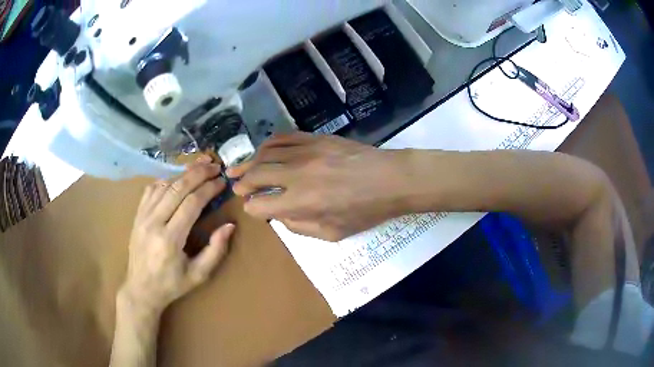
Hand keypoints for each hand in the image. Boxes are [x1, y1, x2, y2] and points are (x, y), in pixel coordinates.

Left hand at [121, 156, 234, 313]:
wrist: (141, 289)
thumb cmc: (171, 285)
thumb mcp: (199, 275)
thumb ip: (215, 250)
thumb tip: (230, 225)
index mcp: (170, 240)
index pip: (191, 204)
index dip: (208, 189)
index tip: (222, 182)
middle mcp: (153, 222)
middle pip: (177, 188)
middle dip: (198, 173)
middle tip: (214, 165)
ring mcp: (142, 216)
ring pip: (164, 185)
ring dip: (183, 173)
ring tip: (200, 165)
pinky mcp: (137, 215)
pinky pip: (151, 189)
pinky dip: (166, 180)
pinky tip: (177, 178)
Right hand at [227, 133, 410, 240]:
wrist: (390, 179)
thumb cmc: (365, 210)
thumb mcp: (333, 233)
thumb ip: (300, 226)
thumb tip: (280, 215)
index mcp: (301, 202)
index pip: (261, 205)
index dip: (252, 209)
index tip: (252, 208)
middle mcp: (297, 175)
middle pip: (257, 175)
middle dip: (242, 183)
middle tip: (236, 187)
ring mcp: (306, 152)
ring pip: (265, 153)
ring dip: (248, 162)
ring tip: (237, 168)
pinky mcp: (315, 138)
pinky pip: (284, 137)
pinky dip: (268, 144)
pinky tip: (262, 150)